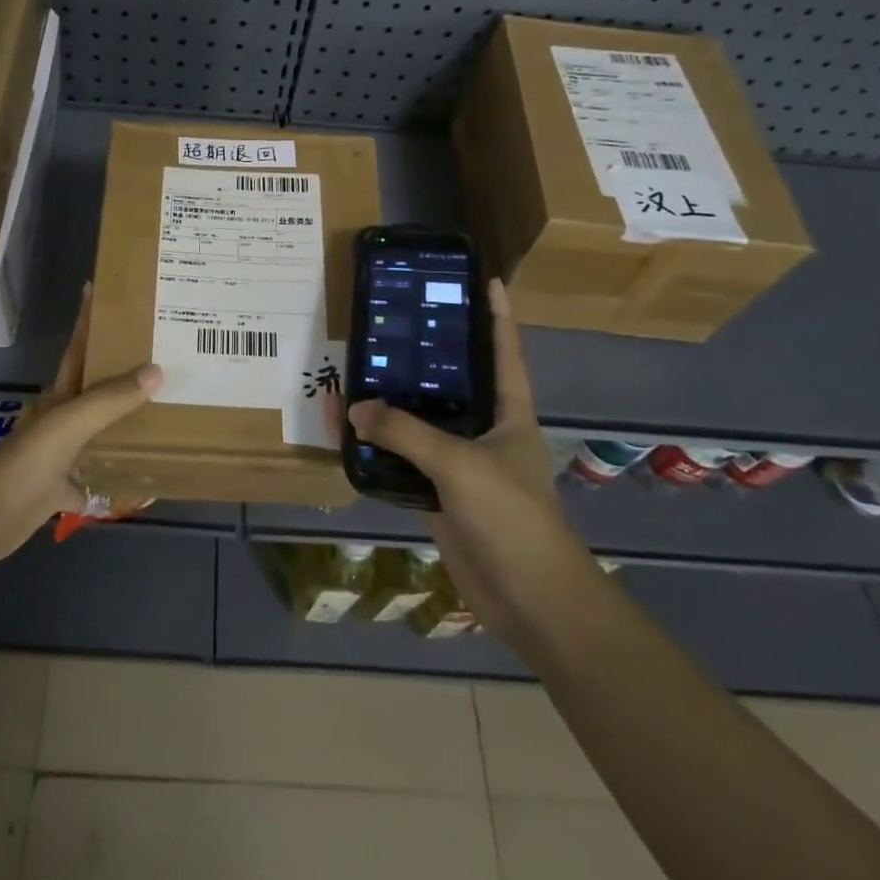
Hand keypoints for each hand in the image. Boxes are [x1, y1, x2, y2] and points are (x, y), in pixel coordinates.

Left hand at [0, 284, 160, 563]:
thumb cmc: (28, 460)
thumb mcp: (71, 423)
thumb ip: (111, 399)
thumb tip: (156, 370)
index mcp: (61, 396)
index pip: (79, 348)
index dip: (87, 318)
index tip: (100, 288)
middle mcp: (62, 420)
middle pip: (95, 390)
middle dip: (122, 373)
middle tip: (162, 357)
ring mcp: (60, 456)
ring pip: (100, 434)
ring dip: (126, 426)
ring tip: (165, 413)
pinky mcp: (62, 488)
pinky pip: (97, 479)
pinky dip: (118, 479)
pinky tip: (145, 480)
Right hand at [328, 278, 593, 639]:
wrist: (530, 599)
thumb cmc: (512, 516)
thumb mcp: (460, 464)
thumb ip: (406, 432)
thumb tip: (354, 407)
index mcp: (509, 412)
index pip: (505, 352)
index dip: (499, 315)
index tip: (486, 280)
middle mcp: (484, 431)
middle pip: (451, 383)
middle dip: (422, 356)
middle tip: (389, 323)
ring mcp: (460, 465)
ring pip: (418, 424)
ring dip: (388, 406)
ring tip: (353, 373)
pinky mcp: (438, 496)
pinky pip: (402, 462)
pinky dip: (377, 449)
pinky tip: (348, 432)